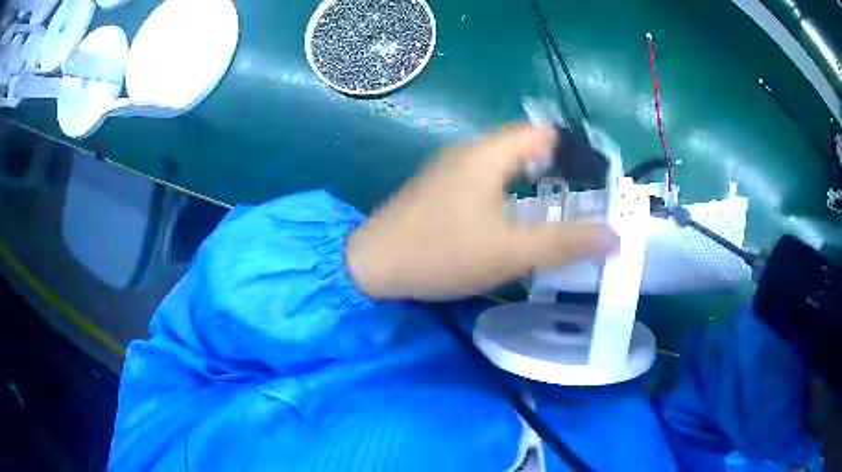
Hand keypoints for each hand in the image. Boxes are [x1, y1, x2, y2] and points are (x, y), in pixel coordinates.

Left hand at [346, 124, 617, 299]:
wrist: (371, 266)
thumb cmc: (441, 253)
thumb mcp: (511, 252)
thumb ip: (565, 243)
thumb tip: (614, 238)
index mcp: (487, 154)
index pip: (542, 132)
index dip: (572, 150)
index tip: (594, 179)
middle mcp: (467, 151)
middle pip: (523, 146)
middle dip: (555, 168)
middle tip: (579, 200)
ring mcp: (447, 168)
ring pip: (501, 163)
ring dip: (529, 181)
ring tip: (552, 210)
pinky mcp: (436, 188)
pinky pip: (482, 178)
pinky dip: (505, 191)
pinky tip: (510, 218)